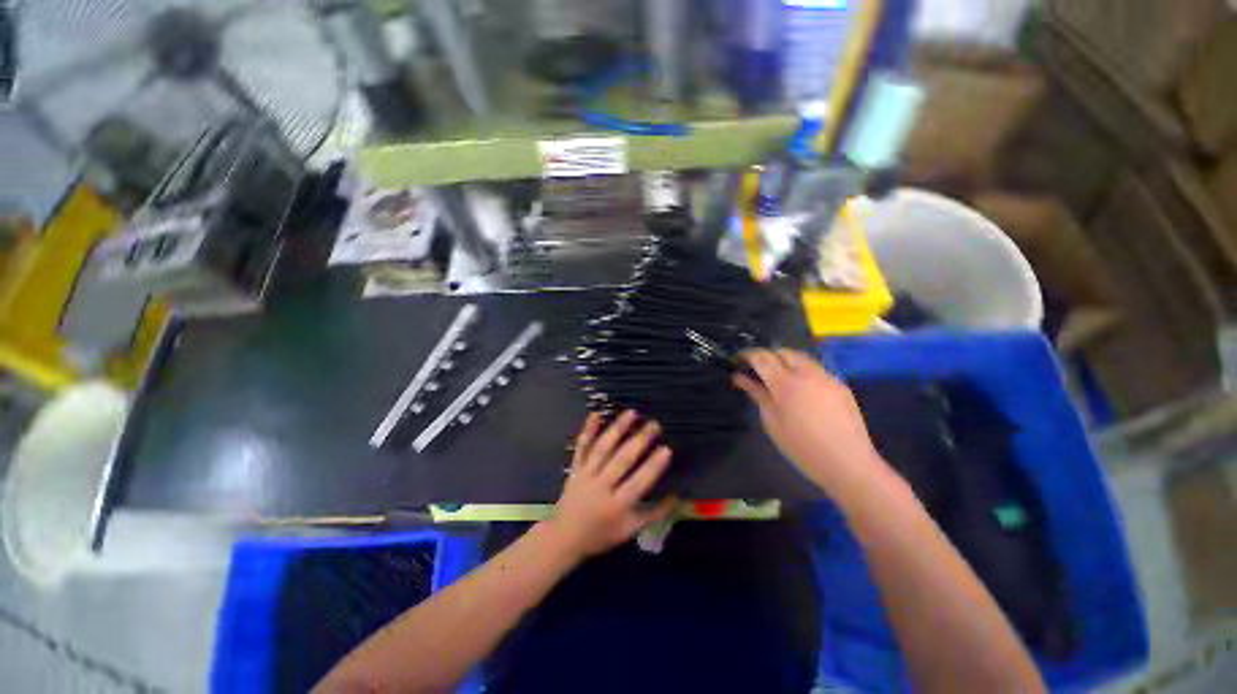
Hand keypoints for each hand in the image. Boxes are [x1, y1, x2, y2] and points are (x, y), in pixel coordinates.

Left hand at [544, 411, 676, 558]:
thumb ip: (655, 514)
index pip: (637, 484)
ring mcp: (586, 474)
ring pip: (603, 449)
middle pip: (621, 461)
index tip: (667, 449)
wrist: (564, 536)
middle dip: (639, 441)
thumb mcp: (631, 530)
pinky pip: (582, 447)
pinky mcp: (575, 467)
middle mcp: (601, 487)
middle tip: (654, 424)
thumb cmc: (602, 533)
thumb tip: (678, 496)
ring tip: (631, 413)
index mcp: (617, 506)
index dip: (653, 467)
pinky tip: (595, 414)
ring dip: (617, 429)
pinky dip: (588, 430)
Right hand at [733, 349, 887, 501]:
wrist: (848, 463)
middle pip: (782, 352)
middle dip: (767, 355)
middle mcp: (806, 373)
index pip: (761, 358)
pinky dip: (802, 370)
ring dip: (785, 360)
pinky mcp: (840, 384)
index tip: (738, 360)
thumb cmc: (802, 447)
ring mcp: (826, 377)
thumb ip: (757, 395)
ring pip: (801, 357)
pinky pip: (816, 369)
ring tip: (777, 375)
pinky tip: (800, 388)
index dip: (747, 355)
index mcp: (785, 383)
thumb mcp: (772, 422)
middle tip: (757, 369)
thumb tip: (740, 378)